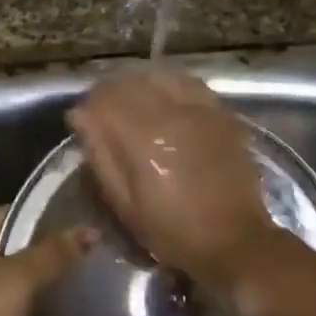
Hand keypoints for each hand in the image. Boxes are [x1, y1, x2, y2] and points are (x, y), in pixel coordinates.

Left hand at [0, 206, 92, 315]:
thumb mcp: (18, 282)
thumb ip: (53, 253)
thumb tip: (91, 231)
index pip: (11, 214)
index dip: (47, 218)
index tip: (83, 225)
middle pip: (11, 238)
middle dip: (46, 245)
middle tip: (88, 247)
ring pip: (11, 264)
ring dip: (40, 268)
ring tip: (81, 266)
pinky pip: (7, 286)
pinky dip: (30, 288)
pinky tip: (59, 291)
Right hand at [67, 72, 282, 293]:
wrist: (233, 240)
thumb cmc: (172, 231)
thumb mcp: (124, 204)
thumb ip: (101, 155)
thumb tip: (81, 115)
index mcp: (143, 138)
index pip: (105, 98)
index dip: (89, 106)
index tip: (84, 121)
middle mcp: (172, 113)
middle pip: (131, 82)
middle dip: (113, 94)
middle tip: (108, 115)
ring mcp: (201, 110)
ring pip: (161, 76)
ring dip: (142, 86)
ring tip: (137, 106)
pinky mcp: (222, 114)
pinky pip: (191, 84)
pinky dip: (172, 87)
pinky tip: (168, 104)